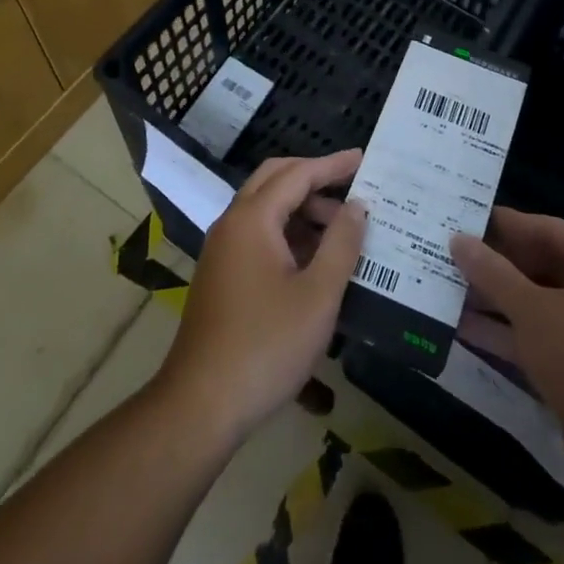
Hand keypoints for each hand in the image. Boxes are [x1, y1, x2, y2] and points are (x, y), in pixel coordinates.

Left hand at [154, 151, 366, 443]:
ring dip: (301, 209)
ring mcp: (222, 250)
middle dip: (313, 178)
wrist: (200, 405)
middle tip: (351, 187)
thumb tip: (357, 206)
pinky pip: (257, 234)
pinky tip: (314, 260)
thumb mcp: (318, 295)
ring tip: (341, 230)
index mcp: (253, 218)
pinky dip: (287, 233)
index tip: (363, 159)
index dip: (332, 165)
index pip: (297, 174)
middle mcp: (232, 223)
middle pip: (275, 180)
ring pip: (265, 208)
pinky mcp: (221, 275)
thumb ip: (341, 244)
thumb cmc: (266, 346)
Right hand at [450, 209, 563, 486]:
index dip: (503, 225)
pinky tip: (462, 327)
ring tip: (445, 286)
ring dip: (495, 300)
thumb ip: (492, 272)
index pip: (547, 230)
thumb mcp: (533, 309)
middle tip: (447, 252)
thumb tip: (457, 239)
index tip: (461, 217)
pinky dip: (507, 333)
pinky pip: (540, 338)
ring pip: (538, 304)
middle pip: (542, 266)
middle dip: (495, 266)